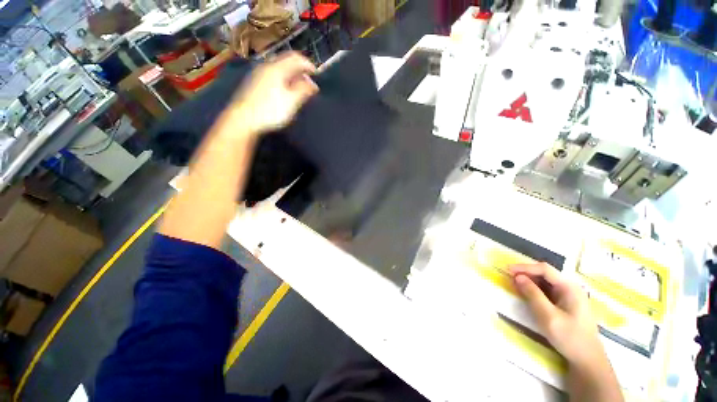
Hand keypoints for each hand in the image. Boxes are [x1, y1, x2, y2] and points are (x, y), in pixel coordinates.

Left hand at [230, 52, 317, 134]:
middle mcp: (267, 67)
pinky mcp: (255, 83)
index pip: (296, 58)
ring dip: (292, 76)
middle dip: (300, 71)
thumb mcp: (292, 101)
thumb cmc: (270, 110)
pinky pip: (274, 76)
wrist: (244, 119)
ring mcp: (259, 74)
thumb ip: (304, 90)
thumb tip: (313, 84)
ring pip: (280, 69)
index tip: (317, 75)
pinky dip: (284, 80)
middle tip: (309, 84)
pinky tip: (286, 92)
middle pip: (287, 62)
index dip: (308, 64)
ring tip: (299, 89)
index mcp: (277, 68)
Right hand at [509, 263, 603, 367]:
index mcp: (569, 288)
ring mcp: (569, 296)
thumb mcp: (548, 316)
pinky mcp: (565, 303)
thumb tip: (518, 277)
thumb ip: (533, 294)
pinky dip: (534, 290)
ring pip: (545, 282)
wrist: (587, 359)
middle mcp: (570, 288)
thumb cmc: (569, 337)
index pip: (544, 269)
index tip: (508, 270)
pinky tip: (526, 293)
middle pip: (545, 274)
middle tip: (509, 277)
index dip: (525, 267)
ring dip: (529, 281)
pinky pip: (547, 291)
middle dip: (526, 273)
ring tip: (514, 285)